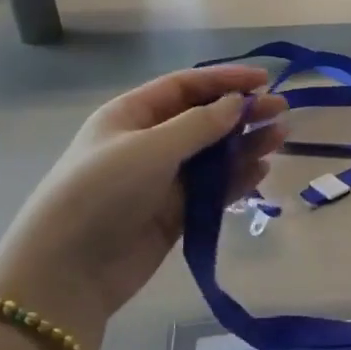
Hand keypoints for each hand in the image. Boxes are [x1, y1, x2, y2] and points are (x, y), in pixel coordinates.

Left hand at [0, 66, 288, 343]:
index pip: (185, 86)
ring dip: (245, 145)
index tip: (264, 79)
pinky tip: (261, 171)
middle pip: (203, 119)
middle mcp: (148, 142)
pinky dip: (237, 179)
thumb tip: (237, 103)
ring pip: (213, 155)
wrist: (69, 270)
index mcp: (131, 115)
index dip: (224, 80)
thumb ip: (199, 125)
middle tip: (281, 110)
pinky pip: (212, 190)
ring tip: (280, 138)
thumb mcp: (150, 148)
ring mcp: (162, 180)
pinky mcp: (175, 214)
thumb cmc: (102, 192)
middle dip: (242, 112)